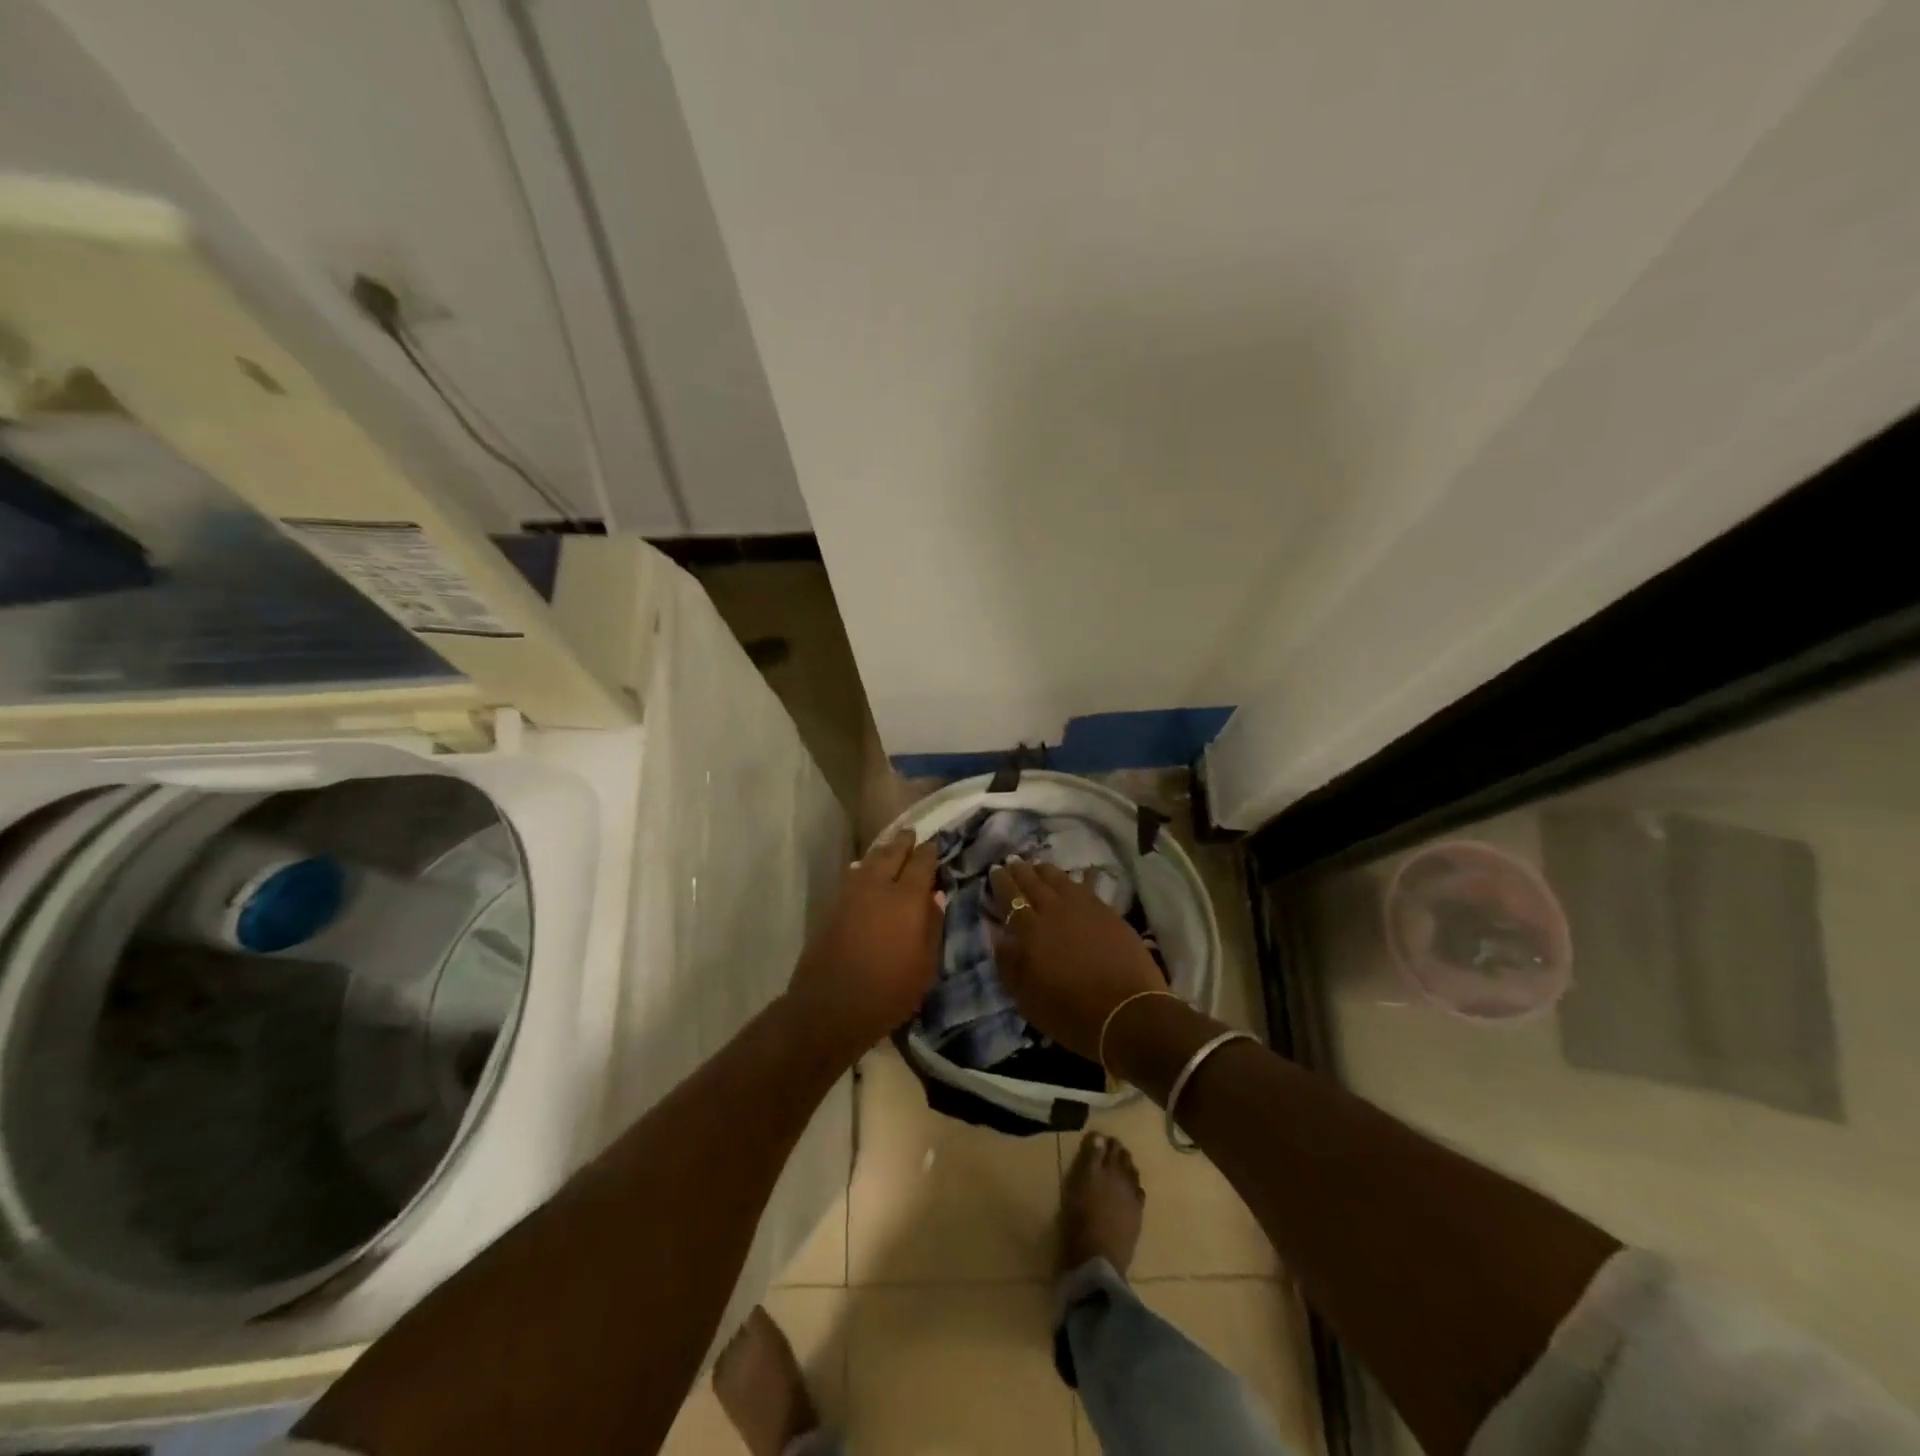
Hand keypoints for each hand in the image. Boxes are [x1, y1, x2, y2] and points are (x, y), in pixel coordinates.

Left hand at [786, 830, 941, 1056]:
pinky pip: (853, 875)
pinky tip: (865, 871)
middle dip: (903, 841)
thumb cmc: (888, 992)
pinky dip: (864, 867)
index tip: (935, 844)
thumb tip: (934, 898)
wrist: (830, 1007)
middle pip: (892, 853)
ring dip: (882, 851)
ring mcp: (851, 895)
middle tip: (911, 833)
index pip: (921, 863)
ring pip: (869, 861)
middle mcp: (877, 887)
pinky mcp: (833, 907)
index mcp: (906, 899)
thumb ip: (933, 927)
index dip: (930, 851)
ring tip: (890, 847)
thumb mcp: (925, 967)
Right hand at [988, 859, 1167, 1061]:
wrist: (1128, 1013)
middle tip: (1012, 862)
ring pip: (1060, 879)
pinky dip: (1075, 880)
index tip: (995, 871)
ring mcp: (1084, 908)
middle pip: (1033, 882)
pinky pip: (1086, 887)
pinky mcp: (1108, 912)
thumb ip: (1009, 964)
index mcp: (1030, 931)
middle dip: (1020, 870)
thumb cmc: (1071, 1014)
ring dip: (1045, 871)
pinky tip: (1074, 878)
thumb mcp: (1027, 999)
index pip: (1011, 897)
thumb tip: (999, 936)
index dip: (1001, 882)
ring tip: (1038, 867)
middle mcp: (1055, 911)